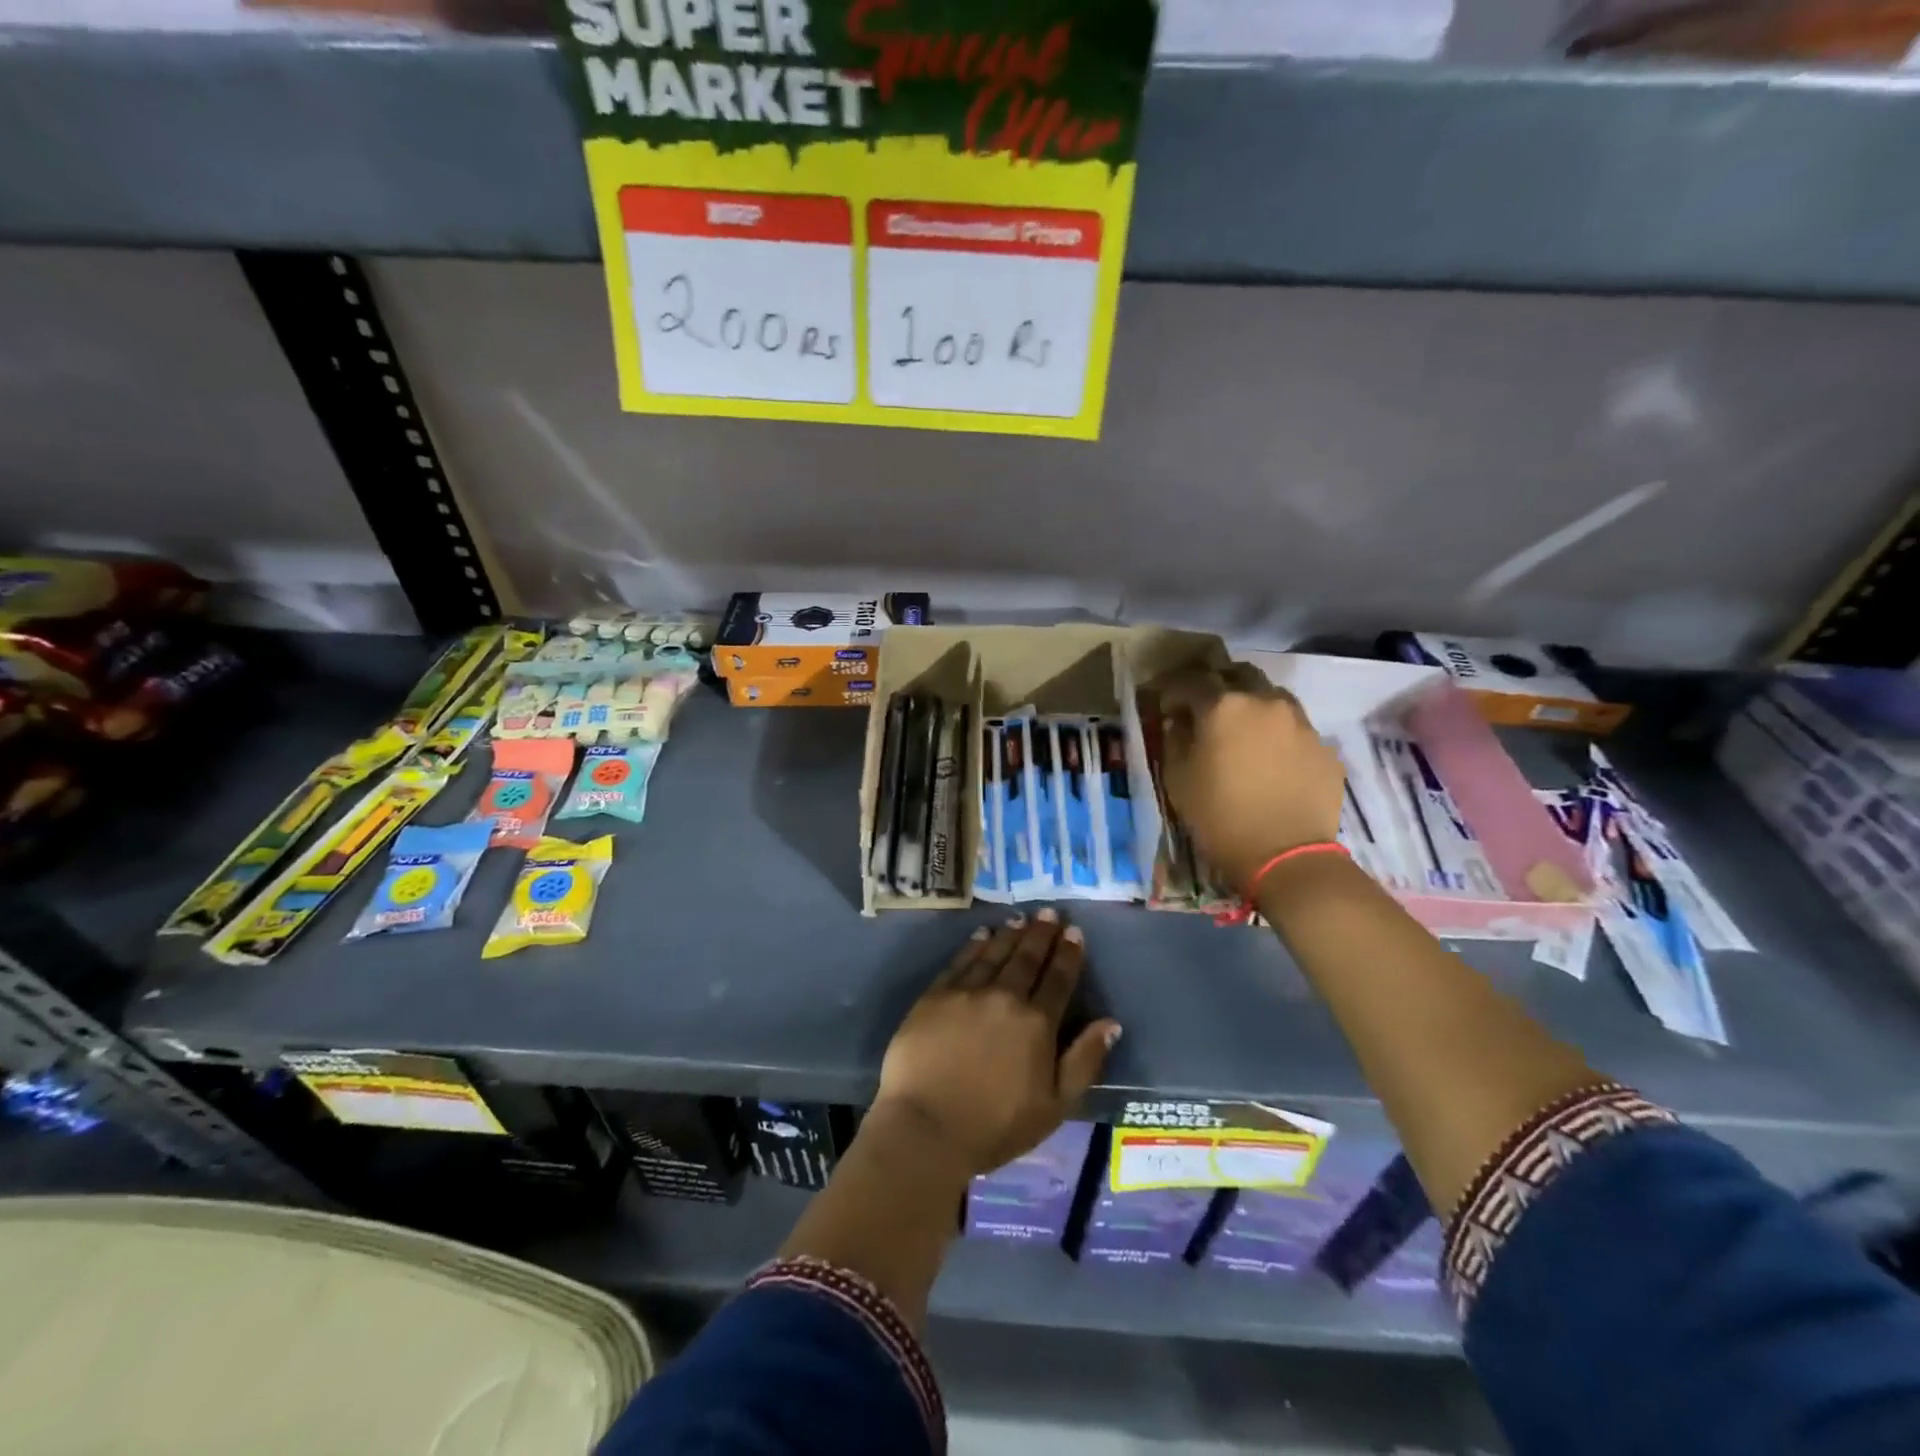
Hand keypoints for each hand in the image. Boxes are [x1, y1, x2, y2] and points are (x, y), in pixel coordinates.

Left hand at [875, 910, 1120, 1177]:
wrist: (926, 1127)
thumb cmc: (995, 1126)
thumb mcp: (1055, 1106)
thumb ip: (1084, 1061)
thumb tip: (1111, 1023)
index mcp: (1037, 1023)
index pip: (1059, 979)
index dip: (1069, 954)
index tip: (1075, 932)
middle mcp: (1005, 997)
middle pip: (1027, 958)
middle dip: (1041, 934)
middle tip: (1049, 912)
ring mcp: (967, 992)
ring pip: (995, 953)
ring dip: (1011, 934)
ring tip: (1021, 919)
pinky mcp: (935, 995)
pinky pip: (961, 961)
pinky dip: (975, 945)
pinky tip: (982, 934)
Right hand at [1158, 667, 1345, 891]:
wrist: (1287, 856)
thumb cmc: (1220, 817)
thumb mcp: (1178, 779)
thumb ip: (1176, 739)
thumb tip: (1180, 722)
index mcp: (1224, 706)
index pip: (1191, 681)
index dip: (1173, 689)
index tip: (1165, 704)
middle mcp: (1266, 702)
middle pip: (1239, 675)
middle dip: (1218, 686)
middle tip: (1205, 710)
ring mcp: (1301, 723)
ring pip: (1272, 698)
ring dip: (1252, 707)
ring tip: (1242, 733)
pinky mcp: (1325, 748)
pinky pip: (1295, 730)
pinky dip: (1277, 736)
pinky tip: (1270, 762)